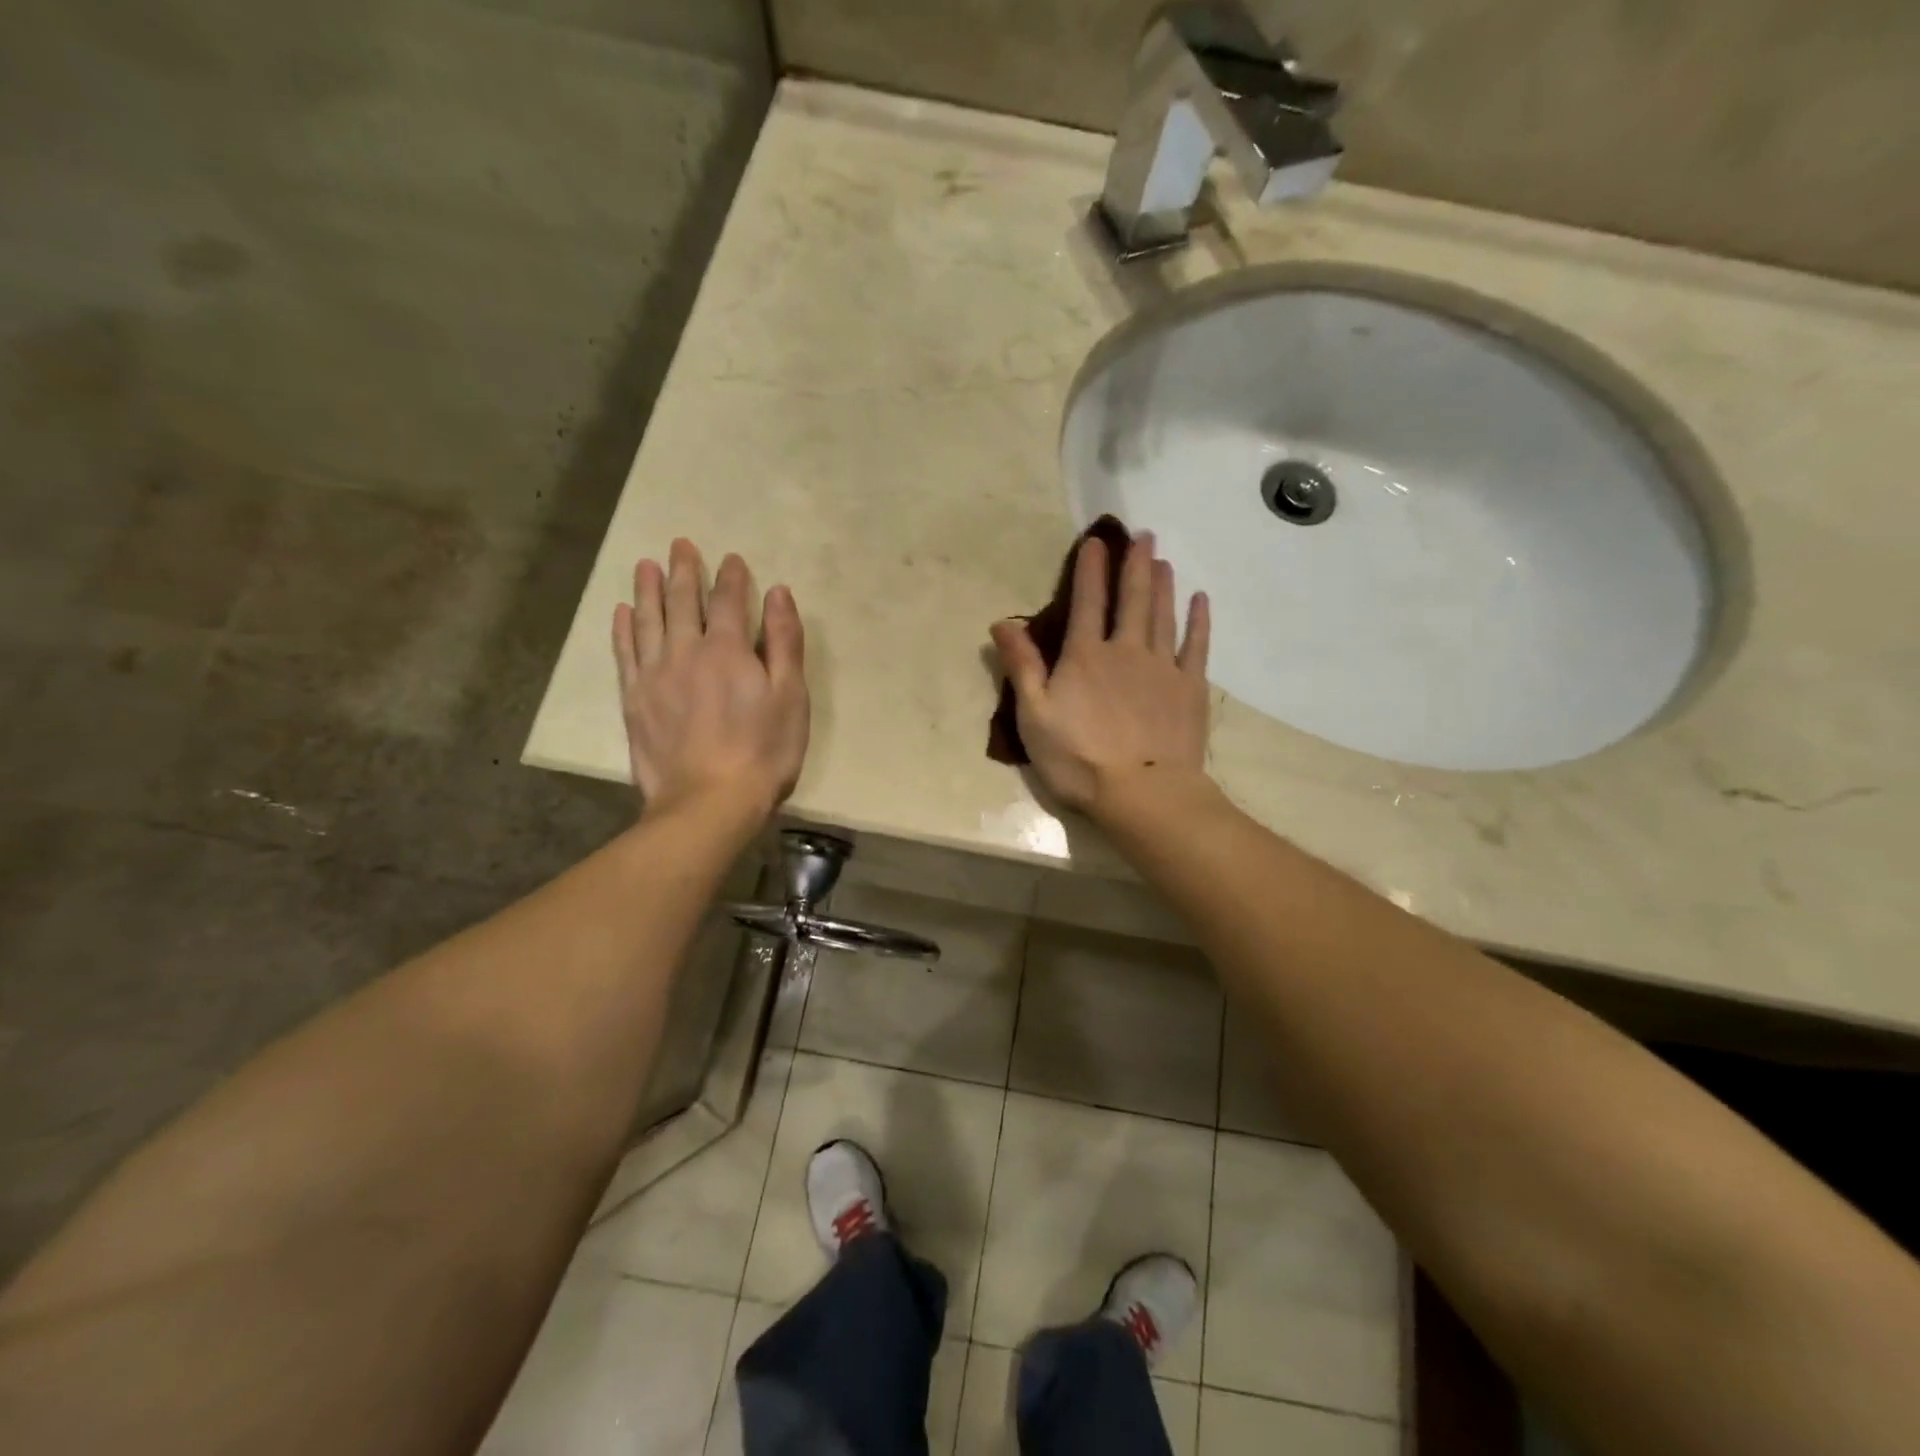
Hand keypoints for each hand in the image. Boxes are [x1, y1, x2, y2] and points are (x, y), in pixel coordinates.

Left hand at [611, 540, 808, 822]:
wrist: (709, 802)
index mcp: (727, 649)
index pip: (728, 600)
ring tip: (645, 565)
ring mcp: (654, 675)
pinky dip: (623, 629)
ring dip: (648, 589)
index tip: (732, 558)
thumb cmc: (763, 752)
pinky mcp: (634, 700)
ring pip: (648, 620)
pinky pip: (625, 653)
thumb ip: (785, 642)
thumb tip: (778, 593)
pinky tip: (622, 613)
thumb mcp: (791, 697)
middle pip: (682, 601)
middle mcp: (685, 651)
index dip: (731, 577)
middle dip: (684, 570)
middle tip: (680, 545)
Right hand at [990, 531, 1211, 814]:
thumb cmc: (1078, 759)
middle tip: (1143, 535)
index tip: (1096, 541)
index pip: (1087, 602)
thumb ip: (1021, 666)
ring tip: (1162, 560)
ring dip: (1162, 585)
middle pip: (1132, 599)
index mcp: (1085, 656)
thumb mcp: (1034, 716)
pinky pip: (1197, 646)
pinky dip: (1198, 621)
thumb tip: (1003, 623)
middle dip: (1135, 565)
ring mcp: (1163, 668)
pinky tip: (1200, 601)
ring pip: (1163, 616)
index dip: (1091, 570)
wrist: (1142, 793)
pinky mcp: (1190, 688)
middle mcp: (1126, 650)